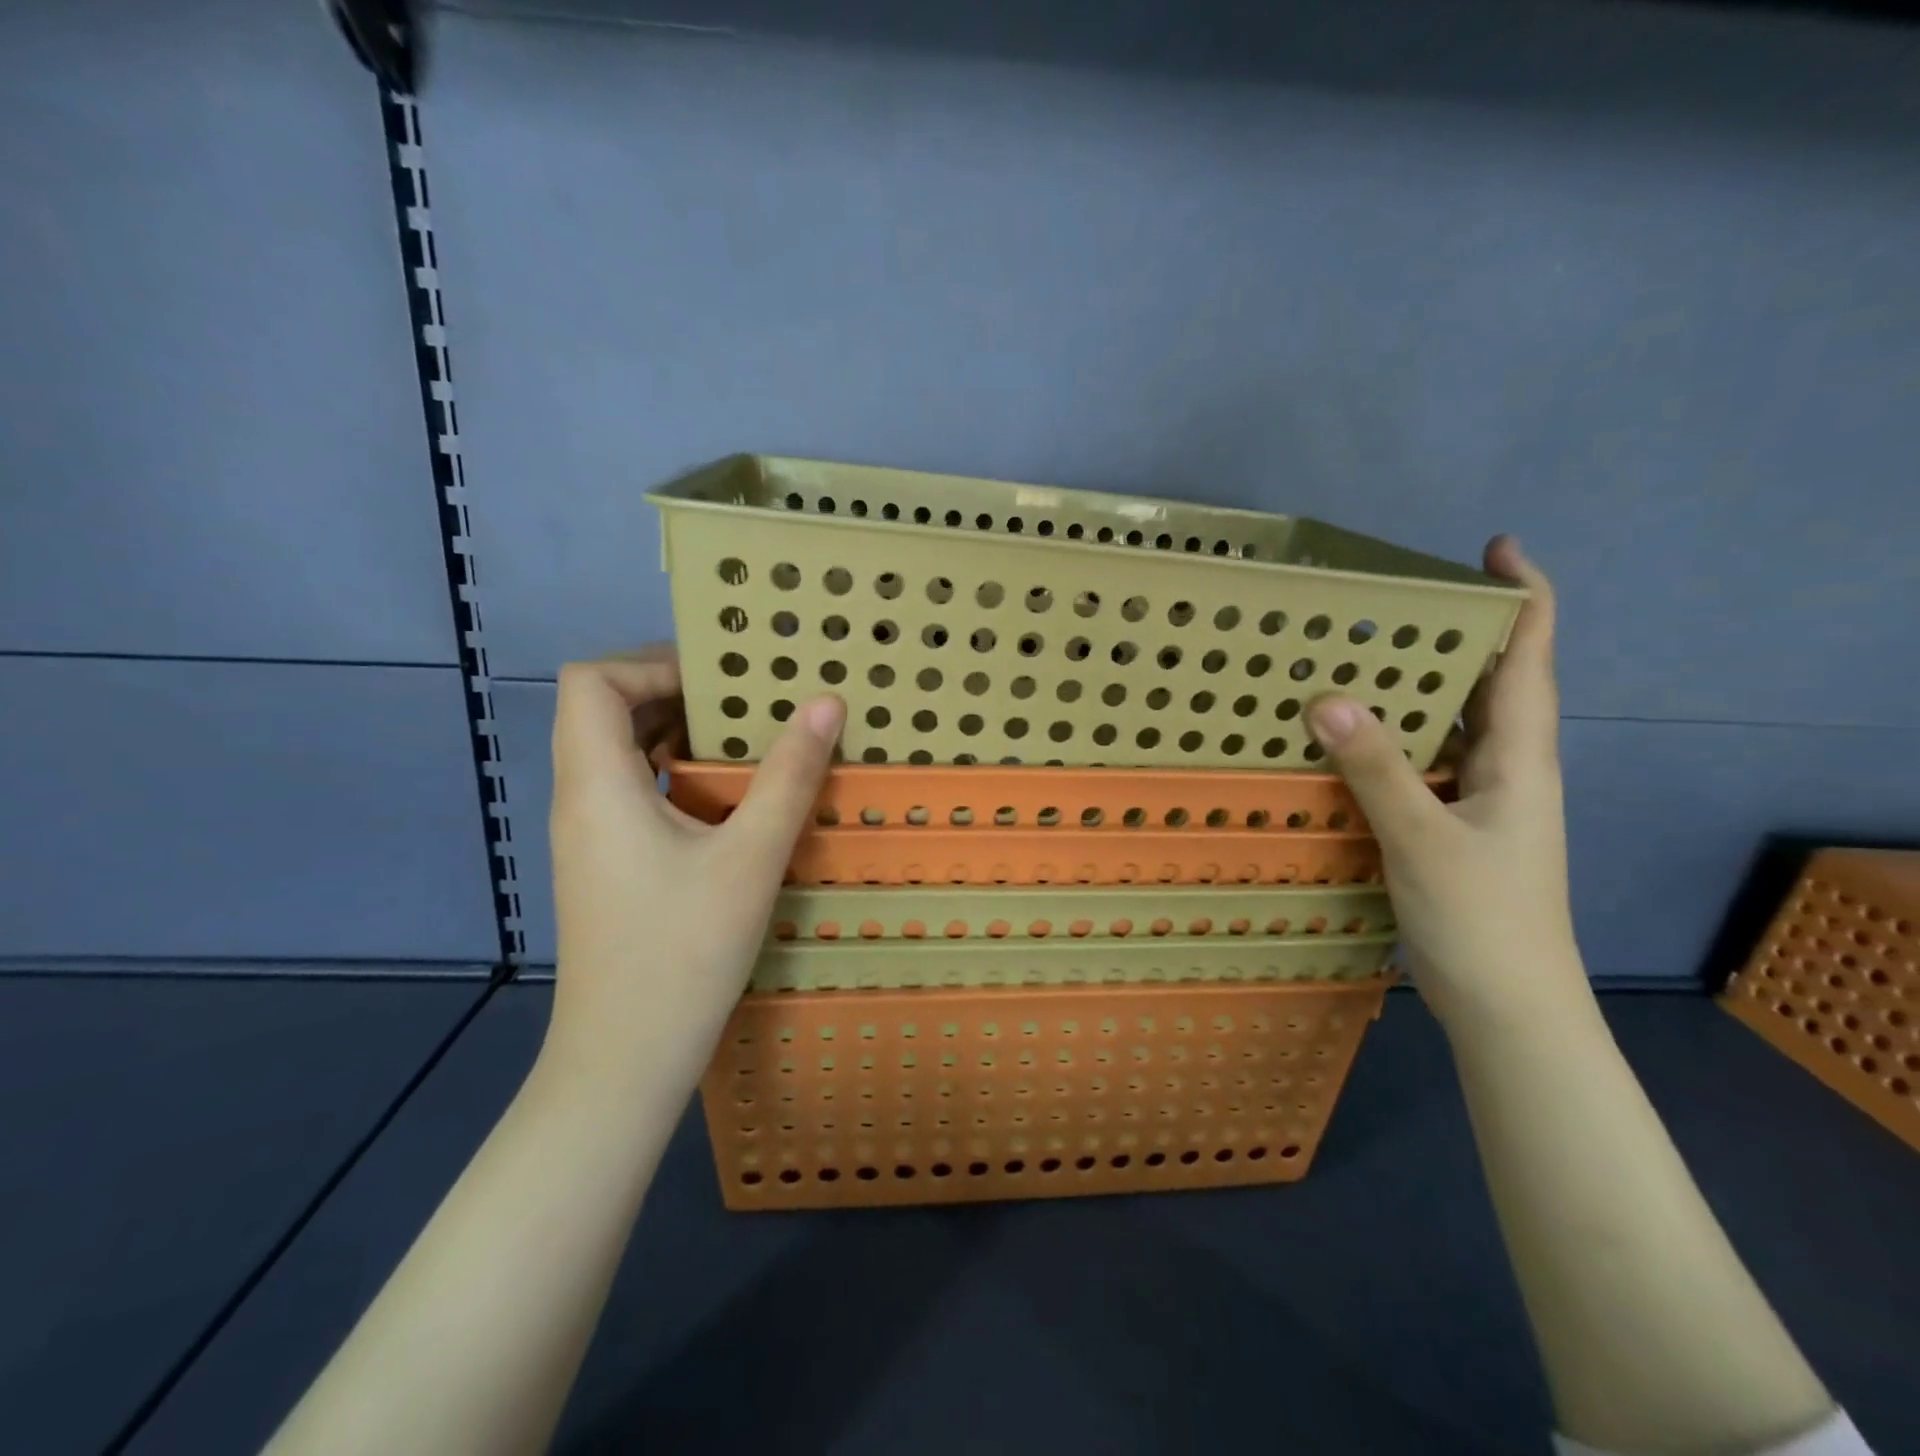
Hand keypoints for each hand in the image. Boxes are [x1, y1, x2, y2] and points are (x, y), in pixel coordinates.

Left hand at [543, 647, 845, 1098]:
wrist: (624, 1062)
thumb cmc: (682, 953)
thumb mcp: (750, 858)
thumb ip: (789, 777)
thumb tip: (825, 705)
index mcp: (597, 785)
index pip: (590, 681)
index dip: (649, 663)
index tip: (718, 680)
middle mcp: (580, 800)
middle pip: (602, 711)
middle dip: (672, 692)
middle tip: (745, 701)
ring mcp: (589, 837)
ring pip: (616, 754)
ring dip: (675, 734)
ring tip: (744, 741)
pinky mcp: (605, 866)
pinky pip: (629, 793)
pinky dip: (672, 775)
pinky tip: (726, 801)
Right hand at [1305, 537, 1584, 1026]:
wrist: (1508, 1007)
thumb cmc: (1483, 919)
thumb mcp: (1423, 837)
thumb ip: (1377, 768)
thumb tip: (1326, 698)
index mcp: (1520, 757)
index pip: (1531, 658)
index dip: (1523, 596)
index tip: (1494, 548)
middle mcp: (1505, 768)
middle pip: (1490, 683)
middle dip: (1454, 634)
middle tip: (1390, 602)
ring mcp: (1478, 800)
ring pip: (1449, 726)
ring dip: (1416, 689)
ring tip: (1358, 656)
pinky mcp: (1449, 827)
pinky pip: (1421, 765)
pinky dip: (1389, 741)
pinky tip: (1345, 739)